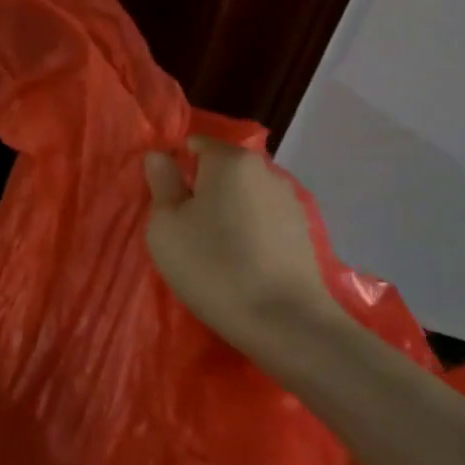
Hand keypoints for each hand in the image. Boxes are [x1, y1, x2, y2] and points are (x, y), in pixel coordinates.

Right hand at [144, 137, 342, 356]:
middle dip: (203, 191)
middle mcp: (265, 170)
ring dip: (227, 213)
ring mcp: (290, 201)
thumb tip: (160, 156)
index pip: (196, 145)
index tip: (166, 206)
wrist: (283, 320)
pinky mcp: (303, 232)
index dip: (176, 170)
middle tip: (185, 231)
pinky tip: (243, 264)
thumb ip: (162, 183)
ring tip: (215, 251)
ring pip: (244, 196)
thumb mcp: (166, 225)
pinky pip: (263, 221)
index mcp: (230, 160)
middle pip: (223, 171)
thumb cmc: (212, 265)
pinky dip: (250, 233)